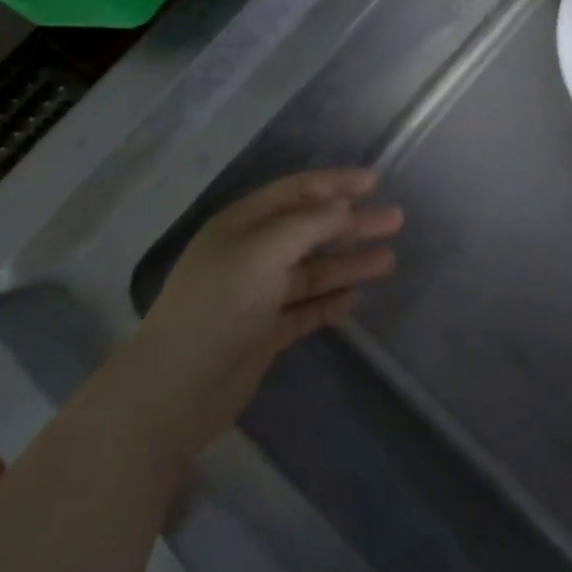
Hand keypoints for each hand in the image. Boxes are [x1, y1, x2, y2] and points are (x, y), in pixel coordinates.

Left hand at [131, 170, 401, 461]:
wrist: (176, 390)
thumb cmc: (219, 306)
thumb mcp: (262, 253)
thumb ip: (307, 226)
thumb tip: (343, 206)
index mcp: (242, 225)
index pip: (295, 192)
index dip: (334, 183)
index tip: (373, 182)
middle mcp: (251, 254)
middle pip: (311, 230)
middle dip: (352, 224)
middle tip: (395, 220)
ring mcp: (259, 294)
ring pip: (313, 271)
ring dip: (348, 263)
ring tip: (389, 261)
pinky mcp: (266, 332)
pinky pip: (306, 308)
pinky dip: (331, 301)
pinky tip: (356, 298)